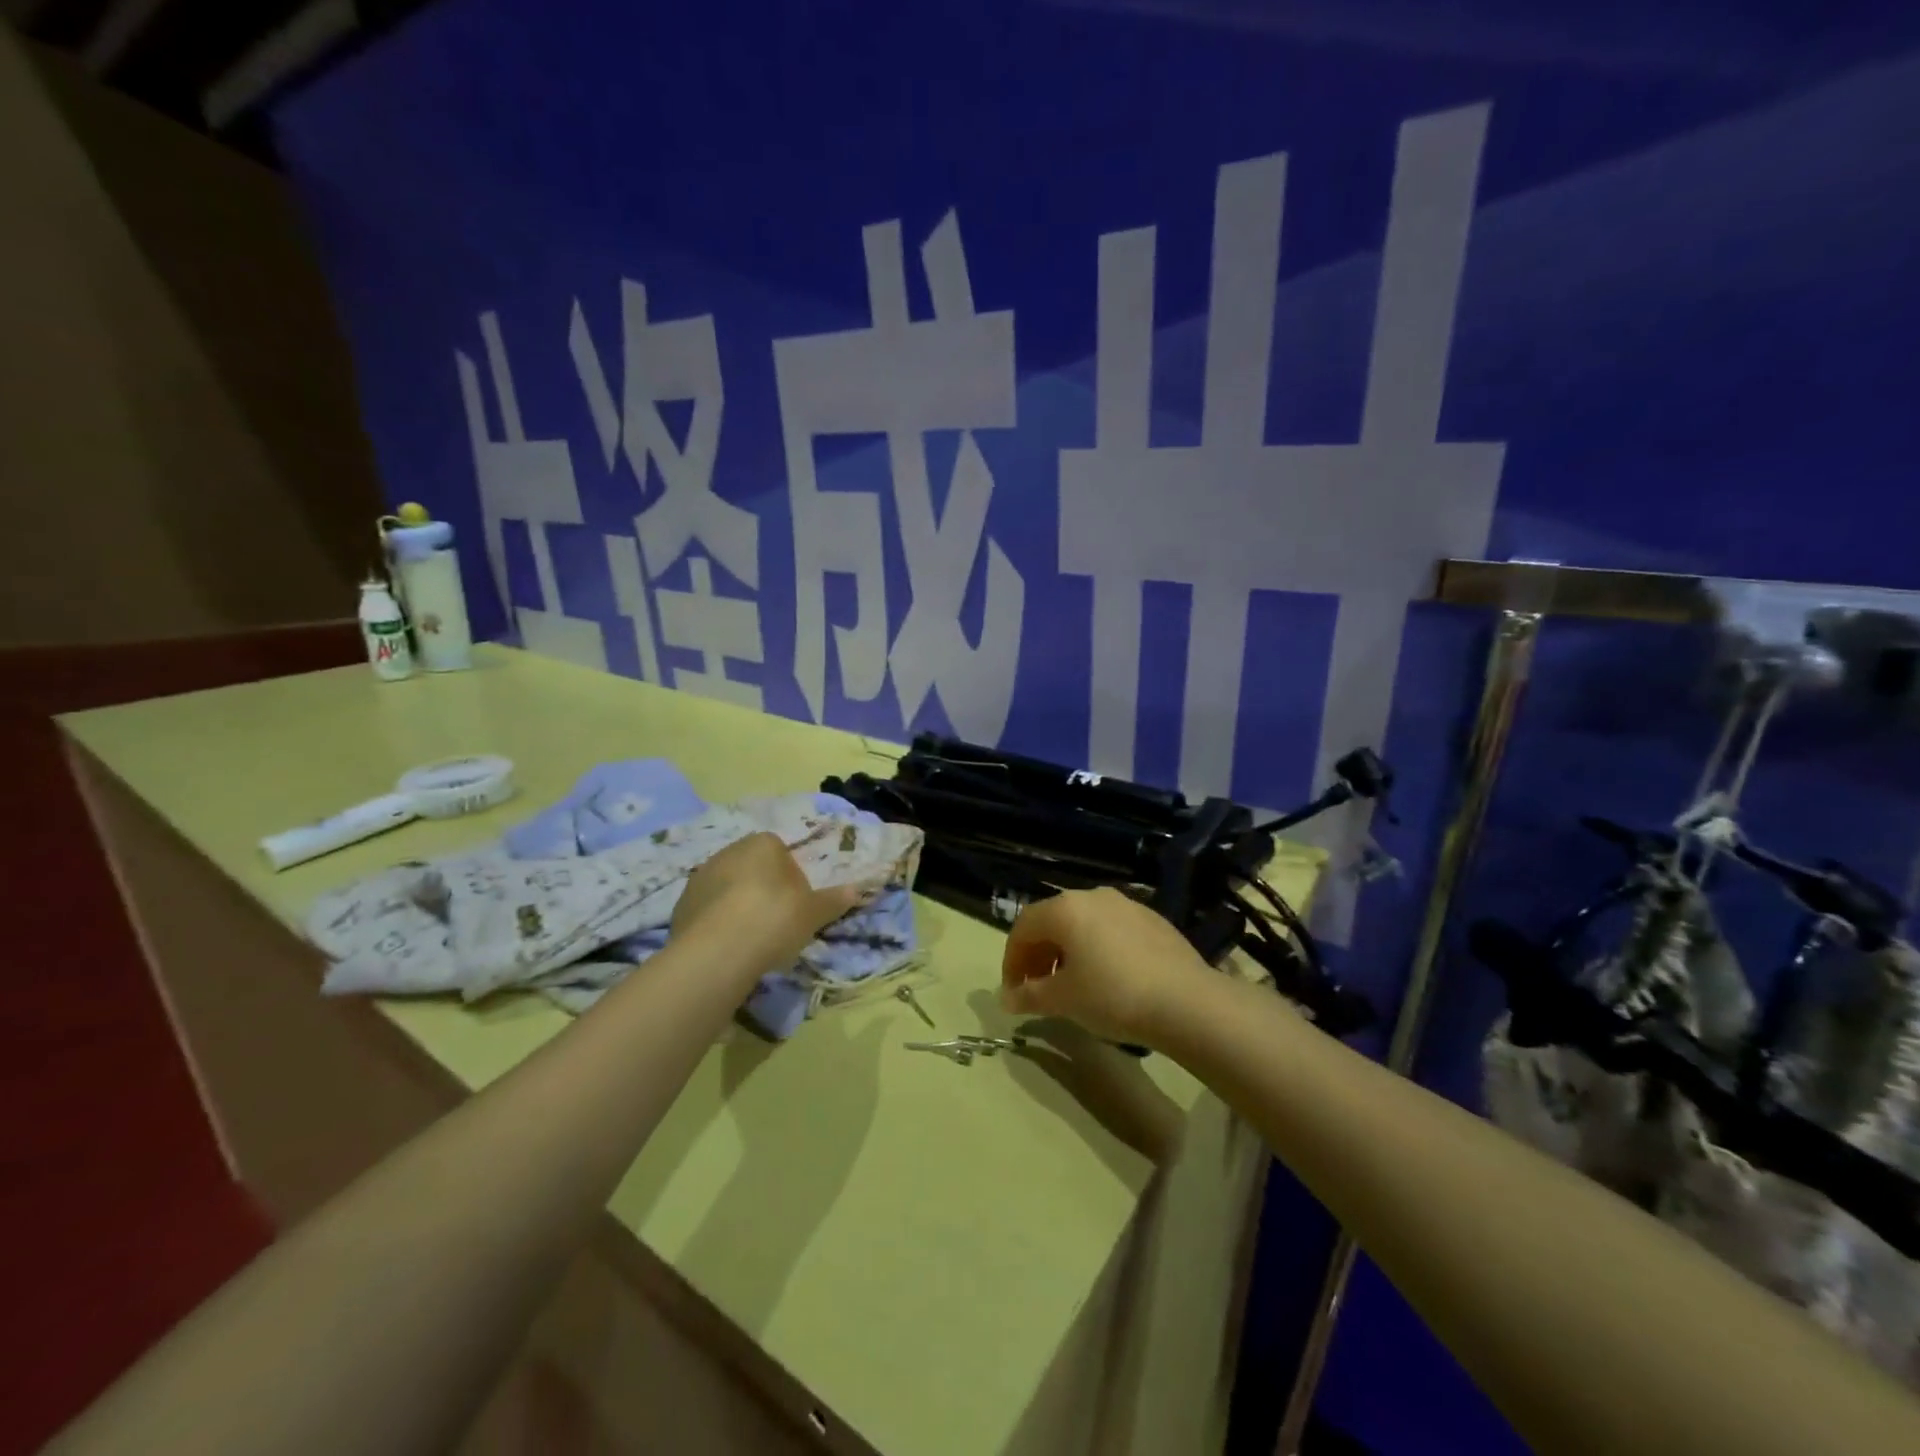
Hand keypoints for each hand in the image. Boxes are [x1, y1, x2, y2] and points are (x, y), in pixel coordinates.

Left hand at [671, 833, 864, 974]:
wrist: (718, 952)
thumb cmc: (775, 919)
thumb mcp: (813, 912)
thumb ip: (833, 900)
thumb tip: (856, 890)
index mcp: (763, 844)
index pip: (780, 852)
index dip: (790, 878)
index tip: (796, 905)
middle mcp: (728, 851)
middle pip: (752, 868)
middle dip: (763, 890)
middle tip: (776, 923)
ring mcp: (700, 878)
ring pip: (727, 889)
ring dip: (737, 906)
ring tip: (751, 940)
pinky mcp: (680, 906)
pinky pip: (707, 911)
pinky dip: (717, 924)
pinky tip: (728, 948)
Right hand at [1000, 888, 1214, 1047]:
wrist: (1186, 1001)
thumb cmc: (1113, 996)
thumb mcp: (1064, 1000)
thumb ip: (1029, 996)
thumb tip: (1007, 999)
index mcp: (1065, 908)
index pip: (1023, 926)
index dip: (1012, 959)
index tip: (1014, 991)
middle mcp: (1093, 896)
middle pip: (1053, 921)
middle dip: (1039, 955)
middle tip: (1038, 989)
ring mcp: (1127, 904)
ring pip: (1083, 924)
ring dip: (1068, 951)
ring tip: (1073, 985)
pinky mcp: (1153, 919)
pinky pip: (1111, 930)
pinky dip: (1098, 949)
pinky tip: (1109, 979)